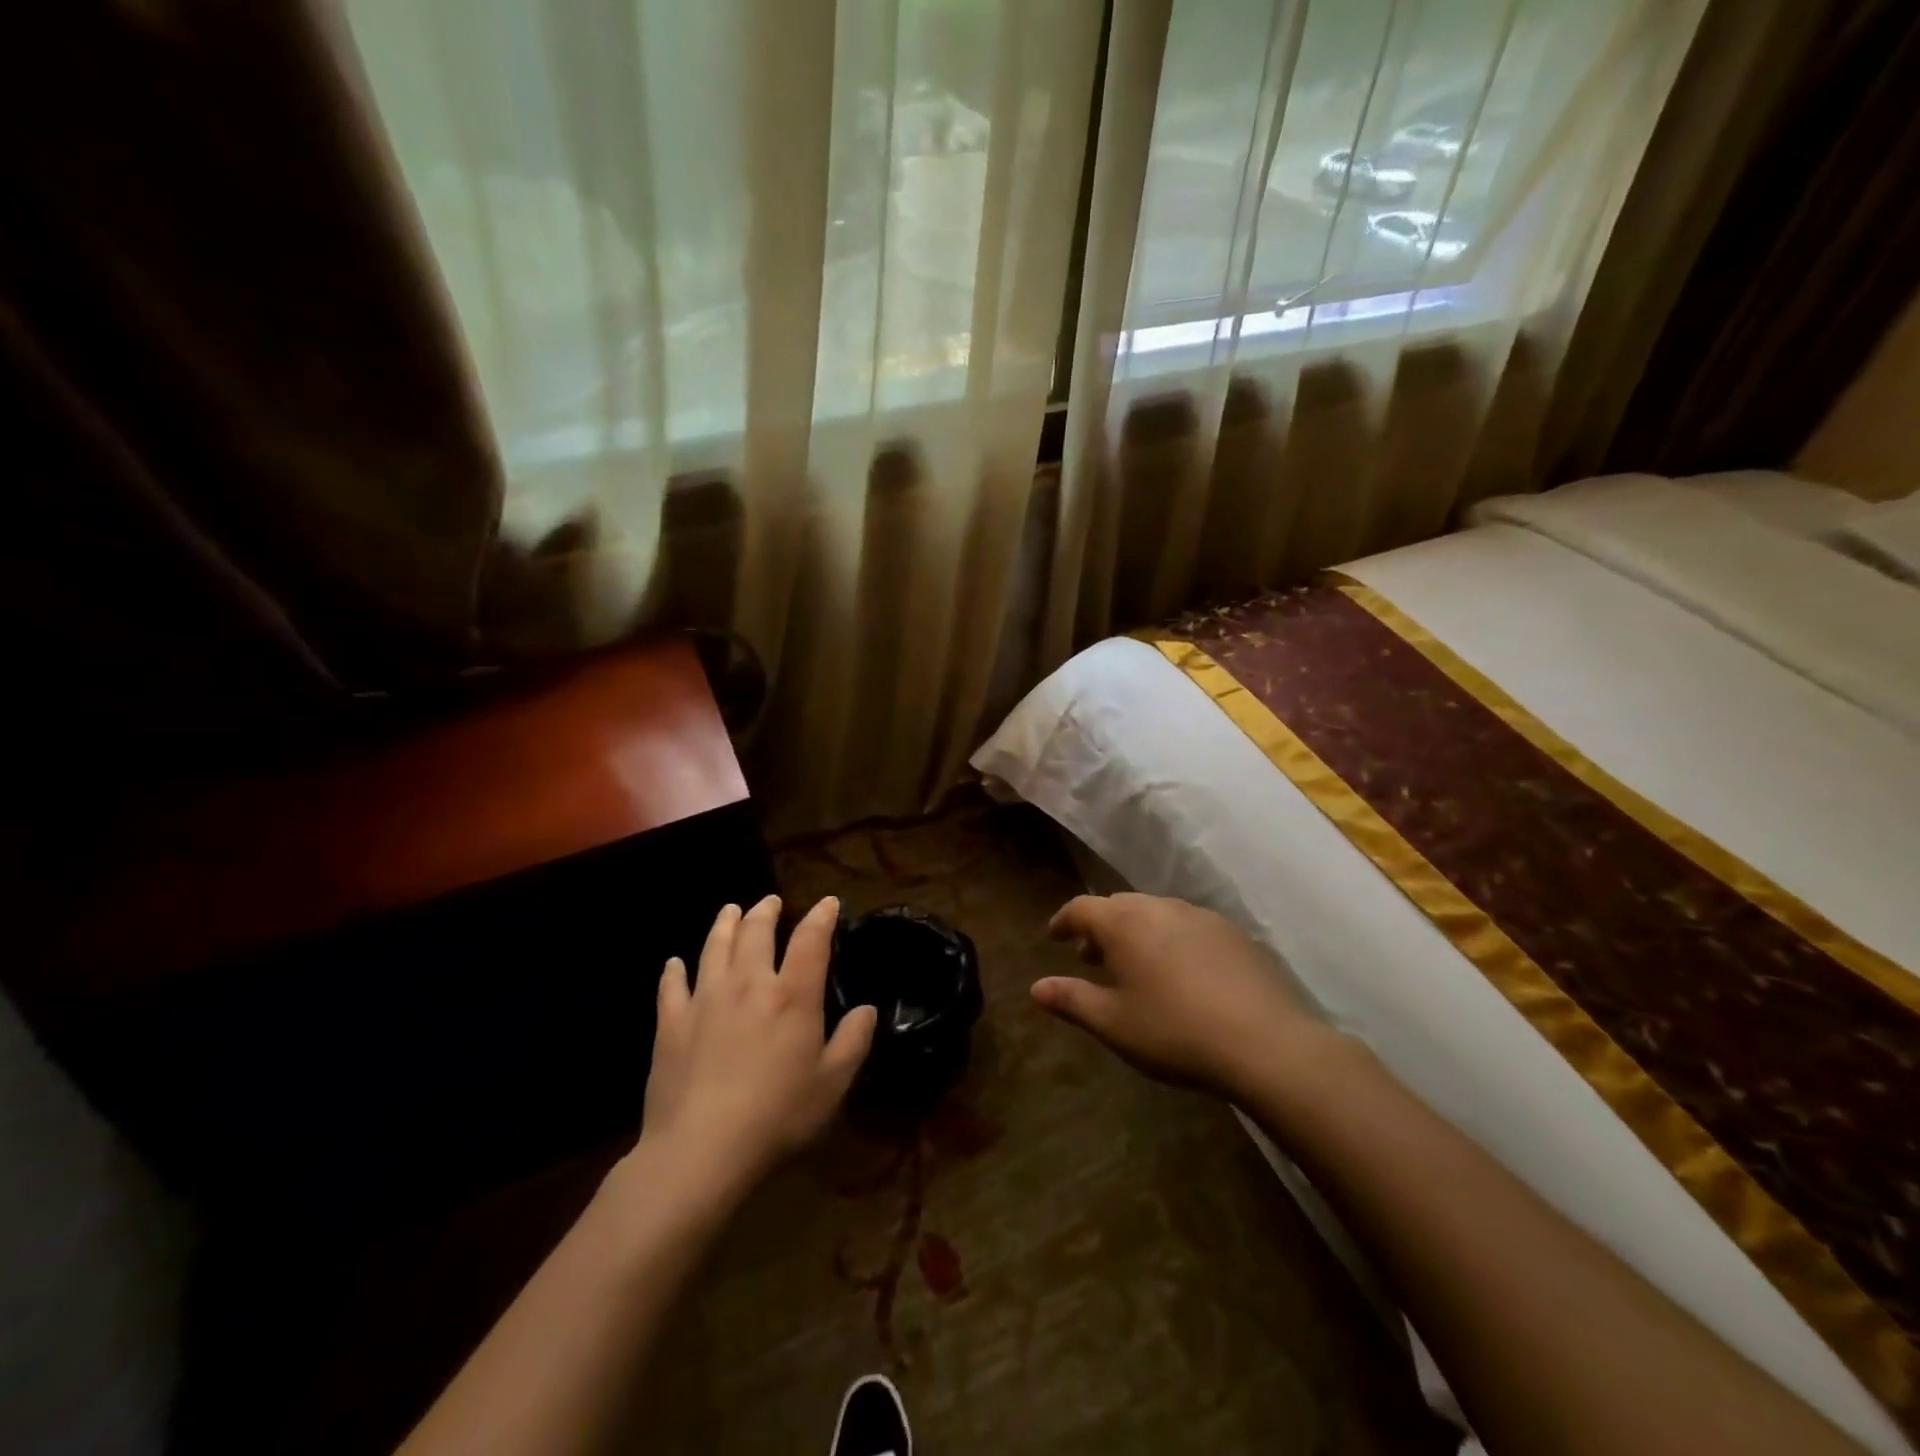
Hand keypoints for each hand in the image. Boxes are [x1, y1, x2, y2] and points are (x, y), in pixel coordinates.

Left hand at [639, 895, 876, 1202]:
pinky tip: (675, 963)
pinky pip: (672, 986)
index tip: (828, 903)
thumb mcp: (832, 1084)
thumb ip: (853, 1041)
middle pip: (756, 932)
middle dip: (766, 911)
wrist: (700, 1151)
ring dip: (725, 924)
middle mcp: (749, 984)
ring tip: (730, 910)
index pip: (811, 940)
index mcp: (792, 996)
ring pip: (715, 947)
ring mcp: (705, 1000)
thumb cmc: (777, 1117)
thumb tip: (868, 1009)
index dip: (821, 917)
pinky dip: (674, 970)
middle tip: (771, 901)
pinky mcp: (671, 1024)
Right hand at [1033, 892, 1324, 1097]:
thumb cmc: (1174, 1031)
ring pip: (1155, 913)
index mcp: (1123, 923)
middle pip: (1119, 906)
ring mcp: (1199, 916)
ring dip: (1136, 932)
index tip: (1055, 937)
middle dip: (1100, 928)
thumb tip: (1036, 988)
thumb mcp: (1113, 1023)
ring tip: (1135, 967)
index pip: (1081, 908)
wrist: (1265, 1042)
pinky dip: (1170, 939)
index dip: (1064, 921)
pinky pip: (1187, 926)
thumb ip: (1072, 1000)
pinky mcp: (1232, 933)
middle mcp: (1159, 907)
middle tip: (1091, 957)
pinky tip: (1180, 974)